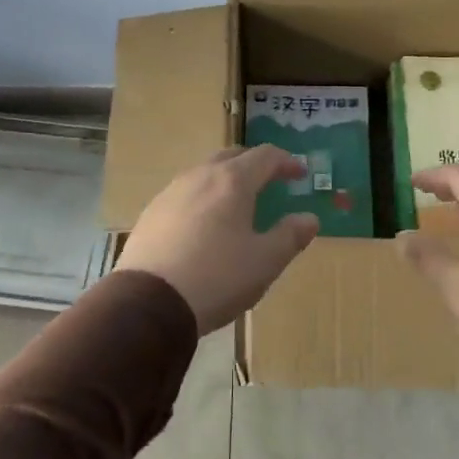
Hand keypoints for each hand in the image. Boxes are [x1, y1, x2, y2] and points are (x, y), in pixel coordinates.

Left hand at [116, 145, 320, 333]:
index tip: (300, 175)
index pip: (265, 156)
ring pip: (204, 173)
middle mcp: (199, 176)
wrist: (149, 302)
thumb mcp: (265, 261)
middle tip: (269, 182)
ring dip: (225, 180)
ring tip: (236, 204)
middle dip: (254, 165)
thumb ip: (290, 236)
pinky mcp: (150, 213)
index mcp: (232, 181)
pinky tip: (203, 225)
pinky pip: (184, 194)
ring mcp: (170, 193)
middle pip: (232, 157)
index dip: (286, 162)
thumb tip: (309, 218)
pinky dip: (202, 199)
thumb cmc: (217, 277)